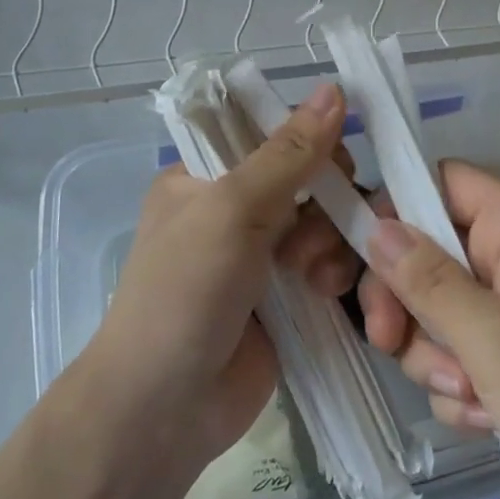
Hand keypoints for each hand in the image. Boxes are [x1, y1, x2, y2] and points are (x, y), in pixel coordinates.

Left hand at [87, 83, 358, 466]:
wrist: (164, 409)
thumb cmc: (185, 291)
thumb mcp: (232, 209)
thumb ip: (289, 152)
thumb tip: (334, 88)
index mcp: (204, 176)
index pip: (270, 134)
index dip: (308, 141)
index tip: (332, 161)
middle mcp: (234, 210)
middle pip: (308, 179)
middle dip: (324, 201)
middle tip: (306, 234)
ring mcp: (262, 257)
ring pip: (326, 223)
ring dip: (329, 243)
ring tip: (312, 278)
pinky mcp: (287, 299)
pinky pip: (330, 266)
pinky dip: (336, 275)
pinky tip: (328, 294)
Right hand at [360, 160, 499, 498]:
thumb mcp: (491, 339)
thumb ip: (425, 280)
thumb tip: (374, 226)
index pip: (436, 182)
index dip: (393, 211)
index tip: (361, 261)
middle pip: (426, 250)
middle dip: (408, 305)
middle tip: (388, 343)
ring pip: (437, 307)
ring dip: (435, 355)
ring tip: (471, 393)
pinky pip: (461, 348)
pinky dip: (462, 383)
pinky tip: (490, 416)